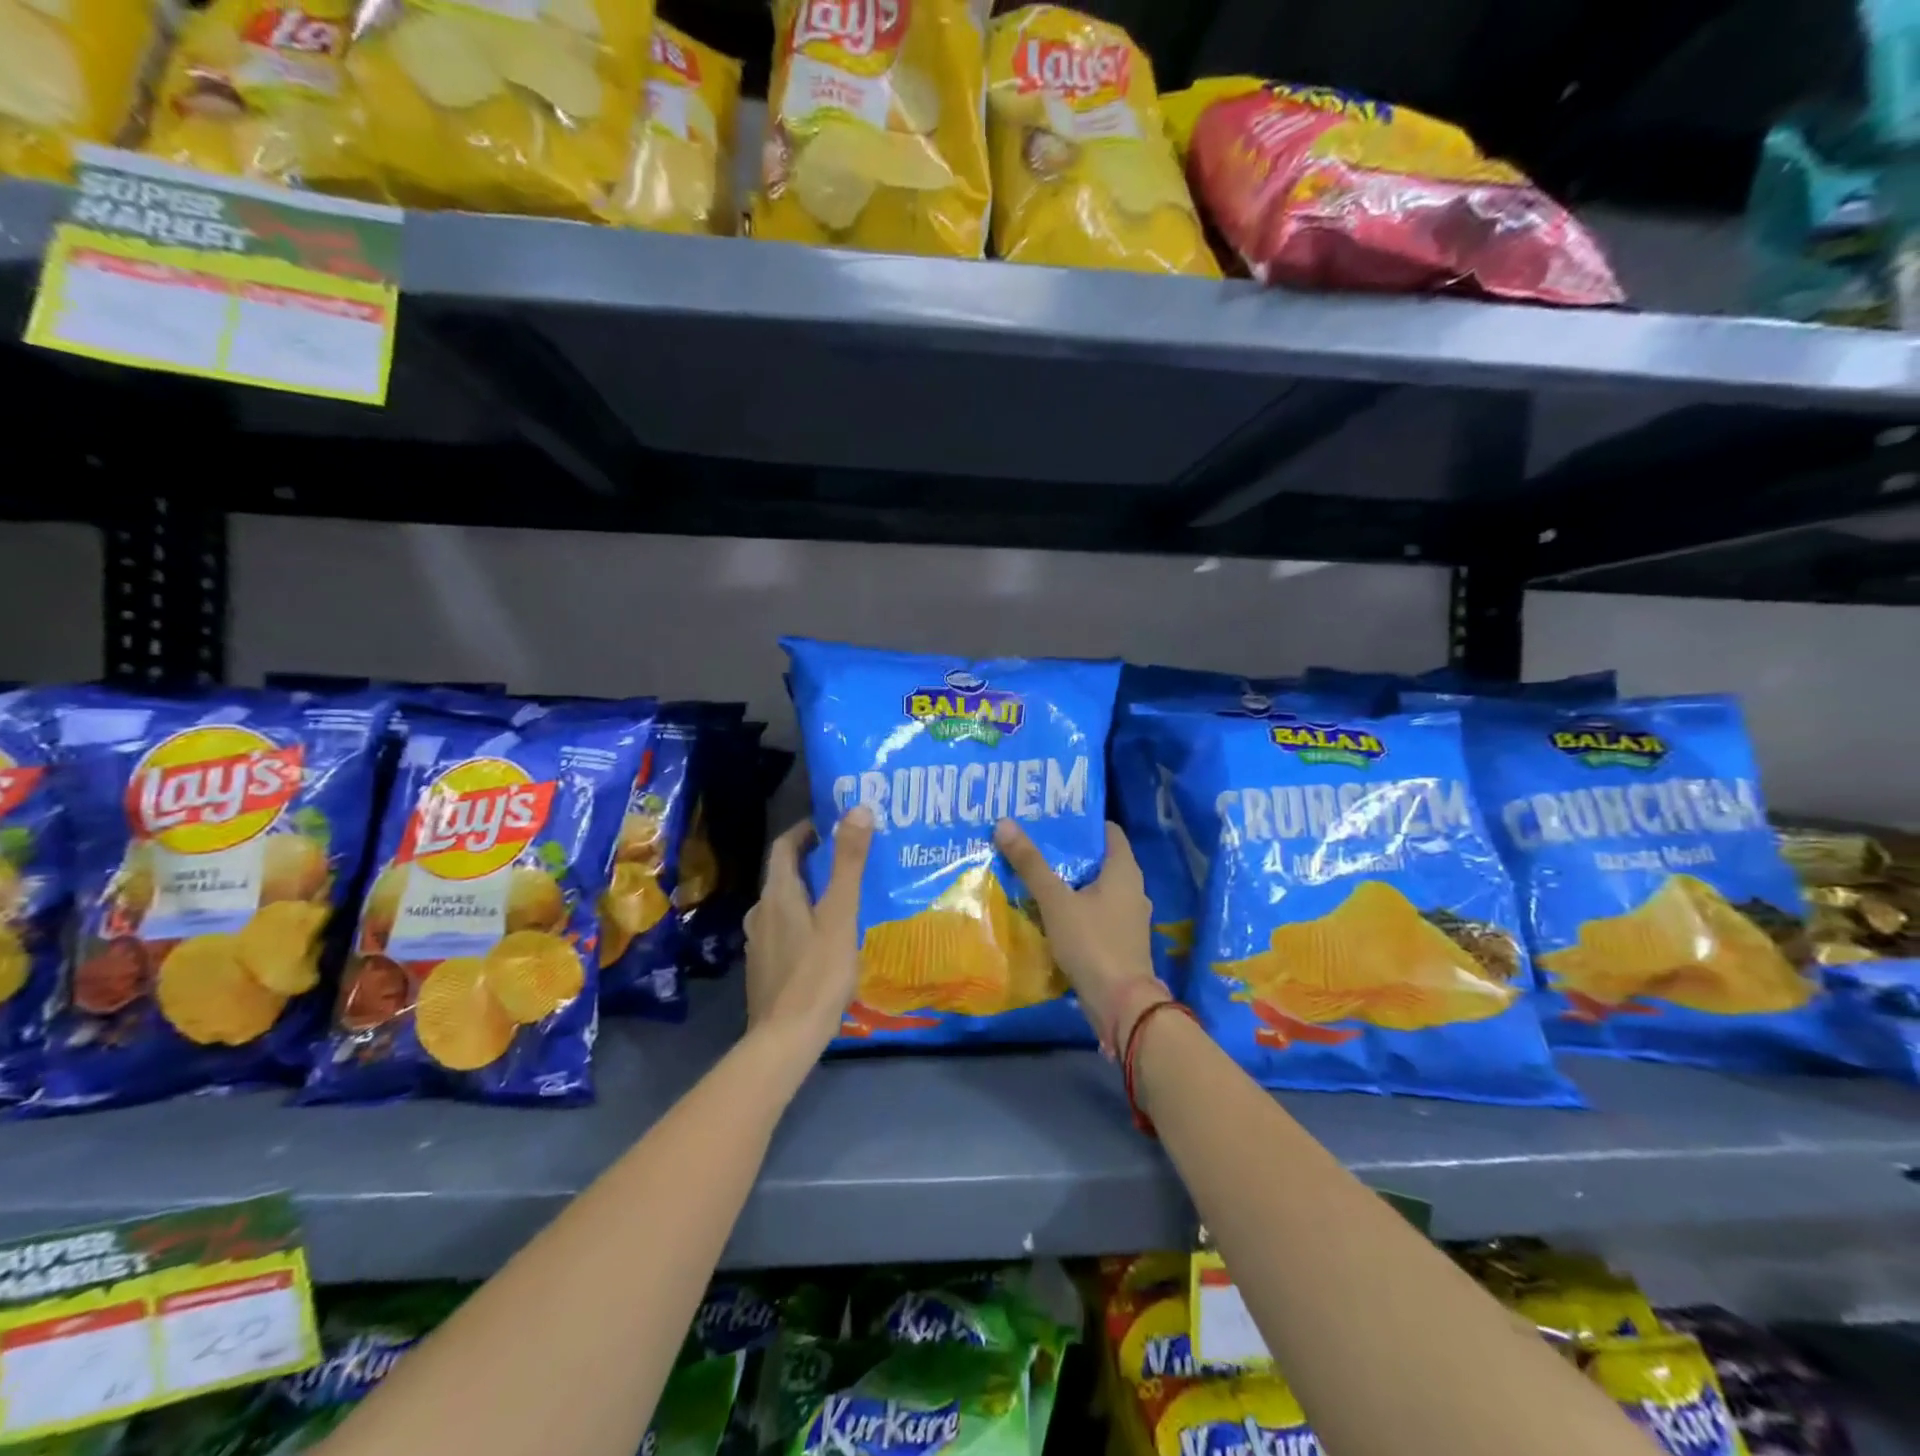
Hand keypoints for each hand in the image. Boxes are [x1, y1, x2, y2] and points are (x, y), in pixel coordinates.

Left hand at [743, 806, 873, 1049]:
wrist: (785, 1039)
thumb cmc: (817, 972)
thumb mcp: (840, 914)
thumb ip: (849, 862)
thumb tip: (858, 808)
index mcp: (777, 894)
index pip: (783, 846)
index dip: (804, 830)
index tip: (831, 823)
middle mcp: (761, 912)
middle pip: (783, 875)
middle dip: (812, 862)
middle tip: (846, 859)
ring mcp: (758, 942)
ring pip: (783, 905)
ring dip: (807, 892)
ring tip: (840, 897)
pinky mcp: (764, 967)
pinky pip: (783, 930)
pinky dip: (802, 920)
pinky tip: (825, 938)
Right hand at [993, 818, 1163, 1050]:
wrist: (1122, 1005)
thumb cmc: (1092, 943)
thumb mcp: (1056, 901)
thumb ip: (1031, 864)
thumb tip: (1005, 823)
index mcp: (1124, 870)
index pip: (1107, 830)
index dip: (1080, 822)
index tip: (1051, 818)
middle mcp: (1132, 888)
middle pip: (1098, 859)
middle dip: (1067, 852)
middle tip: (1032, 843)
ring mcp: (1127, 917)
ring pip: (1094, 888)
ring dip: (1068, 881)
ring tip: (1033, 874)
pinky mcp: (1119, 940)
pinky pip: (1094, 912)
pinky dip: (1074, 906)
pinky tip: (1047, 910)